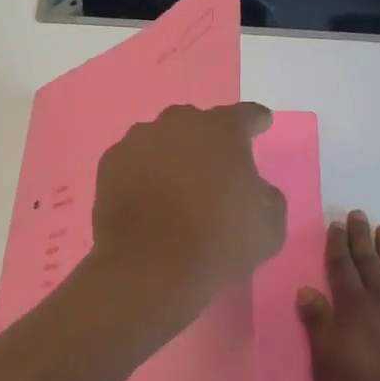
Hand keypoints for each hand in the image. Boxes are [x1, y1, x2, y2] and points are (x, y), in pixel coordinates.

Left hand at [86, 103, 286, 331]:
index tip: (261, 123)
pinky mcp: (110, 163)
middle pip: (197, 123)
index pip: (245, 115)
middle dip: (207, 139)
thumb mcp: (269, 223)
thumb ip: (266, 194)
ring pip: (160, 138)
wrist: (150, 266)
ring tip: (175, 183)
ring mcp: (138, 140)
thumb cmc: (218, 241)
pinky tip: (146, 195)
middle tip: (214, 165)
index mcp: (221, 130)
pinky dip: (141, 172)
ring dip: (171, 154)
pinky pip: (133, 160)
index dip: (255, 120)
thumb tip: (253, 188)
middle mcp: (178, 124)